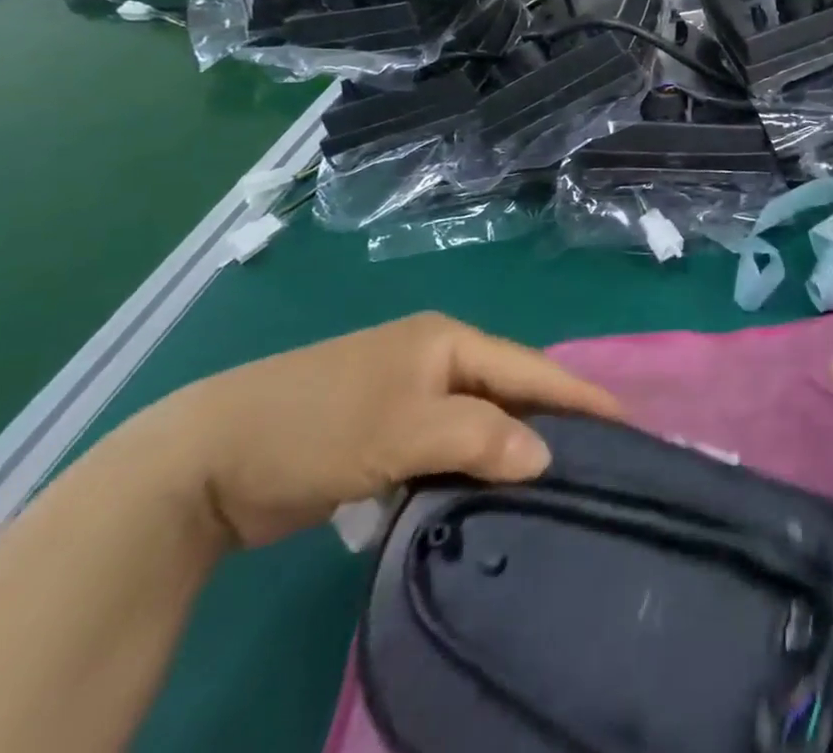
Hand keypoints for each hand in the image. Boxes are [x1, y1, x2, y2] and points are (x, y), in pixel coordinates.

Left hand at [146, 312, 621, 547]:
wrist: (207, 458)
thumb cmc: (319, 424)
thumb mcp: (404, 427)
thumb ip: (481, 436)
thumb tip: (547, 455)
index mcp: (447, 340)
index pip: (528, 366)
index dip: (577, 392)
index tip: (625, 418)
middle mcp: (435, 360)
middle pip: (508, 390)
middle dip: (550, 420)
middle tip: (596, 458)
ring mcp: (407, 395)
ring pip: (478, 420)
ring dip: (508, 448)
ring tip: (553, 482)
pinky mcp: (383, 433)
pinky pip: (446, 445)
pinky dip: (470, 465)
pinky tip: (489, 492)